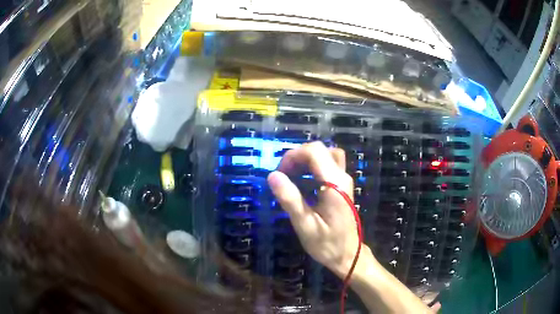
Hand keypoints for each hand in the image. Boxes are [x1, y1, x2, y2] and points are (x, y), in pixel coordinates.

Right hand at [267, 142, 361, 275]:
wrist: (349, 255)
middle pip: (320, 149)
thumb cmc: (327, 244)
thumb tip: (272, 175)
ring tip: (292, 175)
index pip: (314, 152)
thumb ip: (290, 199)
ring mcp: (344, 180)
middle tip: (283, 175)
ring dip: (306, 160)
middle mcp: (342, 177)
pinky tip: (303, 181)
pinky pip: (328, 165)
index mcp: (334, 184)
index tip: (279, 173)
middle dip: (298, 156)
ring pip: (326, 154)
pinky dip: (313, 166)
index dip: (293, 156)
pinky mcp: (342, 186)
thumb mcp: (305, 225)